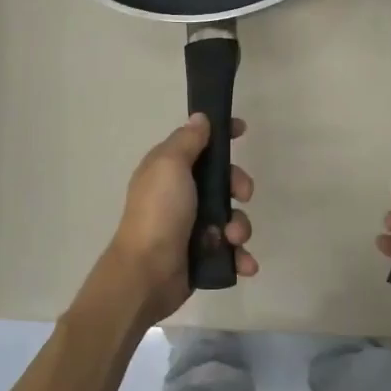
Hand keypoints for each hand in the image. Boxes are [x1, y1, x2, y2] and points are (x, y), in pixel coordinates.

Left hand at [97, 114, 254, 328]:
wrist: (147, 273)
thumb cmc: (159, 212)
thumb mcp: (170, 165)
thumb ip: (187, 141)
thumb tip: (199, 118)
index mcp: (168, 170)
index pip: (198, 144)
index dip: (221, 136)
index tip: (242, 131)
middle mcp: (179, 195)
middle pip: (222, 180)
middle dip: (238, 186)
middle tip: (241, 196)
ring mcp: (191, 227)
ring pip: (231, 217)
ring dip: (240, 227)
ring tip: (232, 239)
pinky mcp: (201, 255)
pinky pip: (231, 250)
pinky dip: (240, 256)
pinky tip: (243, 264)